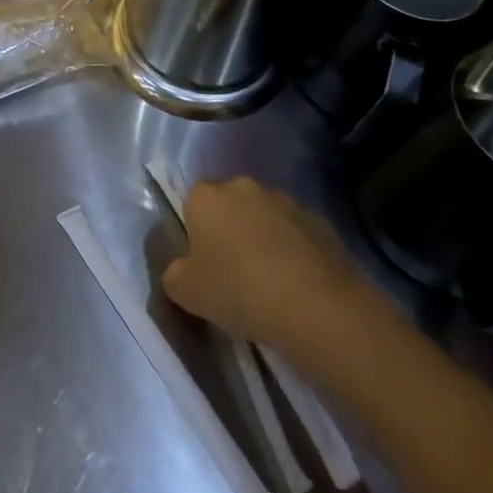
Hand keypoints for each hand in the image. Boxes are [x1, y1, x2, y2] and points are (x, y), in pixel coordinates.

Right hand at [162, 177, 389, 374]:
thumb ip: (174, 274)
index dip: (197, 233)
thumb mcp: (186, 293)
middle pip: (229, 205)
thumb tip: (182, 269)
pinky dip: (294, 249)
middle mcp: (242, 186)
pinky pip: (296, 231)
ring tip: (272, 280)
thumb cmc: (239, 291)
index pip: (192, 203)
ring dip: (263, 237)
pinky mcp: (319, 219)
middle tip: (235, 272)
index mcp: (205, 196)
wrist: (316, 306)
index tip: (205, 264)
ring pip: (264, 216)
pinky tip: (299, 283)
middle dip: (230, 230)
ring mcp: (284, 199)